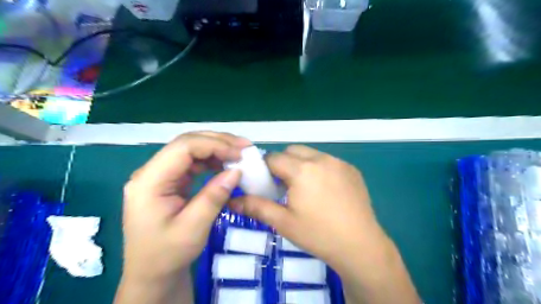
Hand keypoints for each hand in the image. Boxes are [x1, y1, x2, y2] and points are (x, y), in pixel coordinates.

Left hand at [117, 131, 249, 302]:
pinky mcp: (170, 181)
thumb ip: (214, 197)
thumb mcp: (193, 229)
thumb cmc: (168, 254)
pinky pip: (192, 162)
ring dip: (216, 148)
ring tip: (239, 154)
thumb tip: (236, 170)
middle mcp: (151, 172)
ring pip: (190, 149)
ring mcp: (160, 175)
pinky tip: (225, 164)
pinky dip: (211, 160)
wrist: (152, 273)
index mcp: (149, 181)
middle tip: (245, 147)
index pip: (183, 148)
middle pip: (186, 143)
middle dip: (217, 142)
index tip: (240, 154)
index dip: (214, 145)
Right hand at [230, 146, 419, 302]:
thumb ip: (256, 207)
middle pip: (292, 150)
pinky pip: (328, 161)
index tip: (266, 183)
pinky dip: (319, 168)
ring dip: (302, 164)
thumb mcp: (283, 222)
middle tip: (284, 186)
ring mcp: (339, 162)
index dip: (265, 168)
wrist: (360, 246)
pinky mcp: (351, 169)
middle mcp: (321, 159)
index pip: (273, 157)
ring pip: (311, 154)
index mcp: (302, 170)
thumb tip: (231, 201)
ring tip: (305, 188)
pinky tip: (325, 190)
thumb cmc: (318, 234)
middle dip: (283, 163)